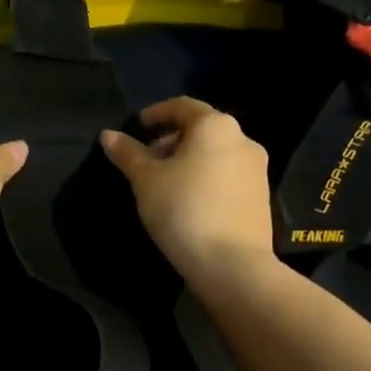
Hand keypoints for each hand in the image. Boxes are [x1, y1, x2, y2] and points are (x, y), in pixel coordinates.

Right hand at [100, 97, 273, 289]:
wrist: (232, 265)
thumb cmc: (184, 209)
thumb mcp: (146, 180)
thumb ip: (128, 154)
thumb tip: (108, 135)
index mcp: (215, 126)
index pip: (182, 106)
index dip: (157, 113)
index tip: (138, 128)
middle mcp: (243, 140)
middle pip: (202, 129)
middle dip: (172, 139)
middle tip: (147, 159)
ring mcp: (257, 170)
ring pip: (216, 153)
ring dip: (189, 160)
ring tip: (164, 183)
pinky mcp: (261, 198)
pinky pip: (228, 176)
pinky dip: (206, 178)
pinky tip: (188, 201)